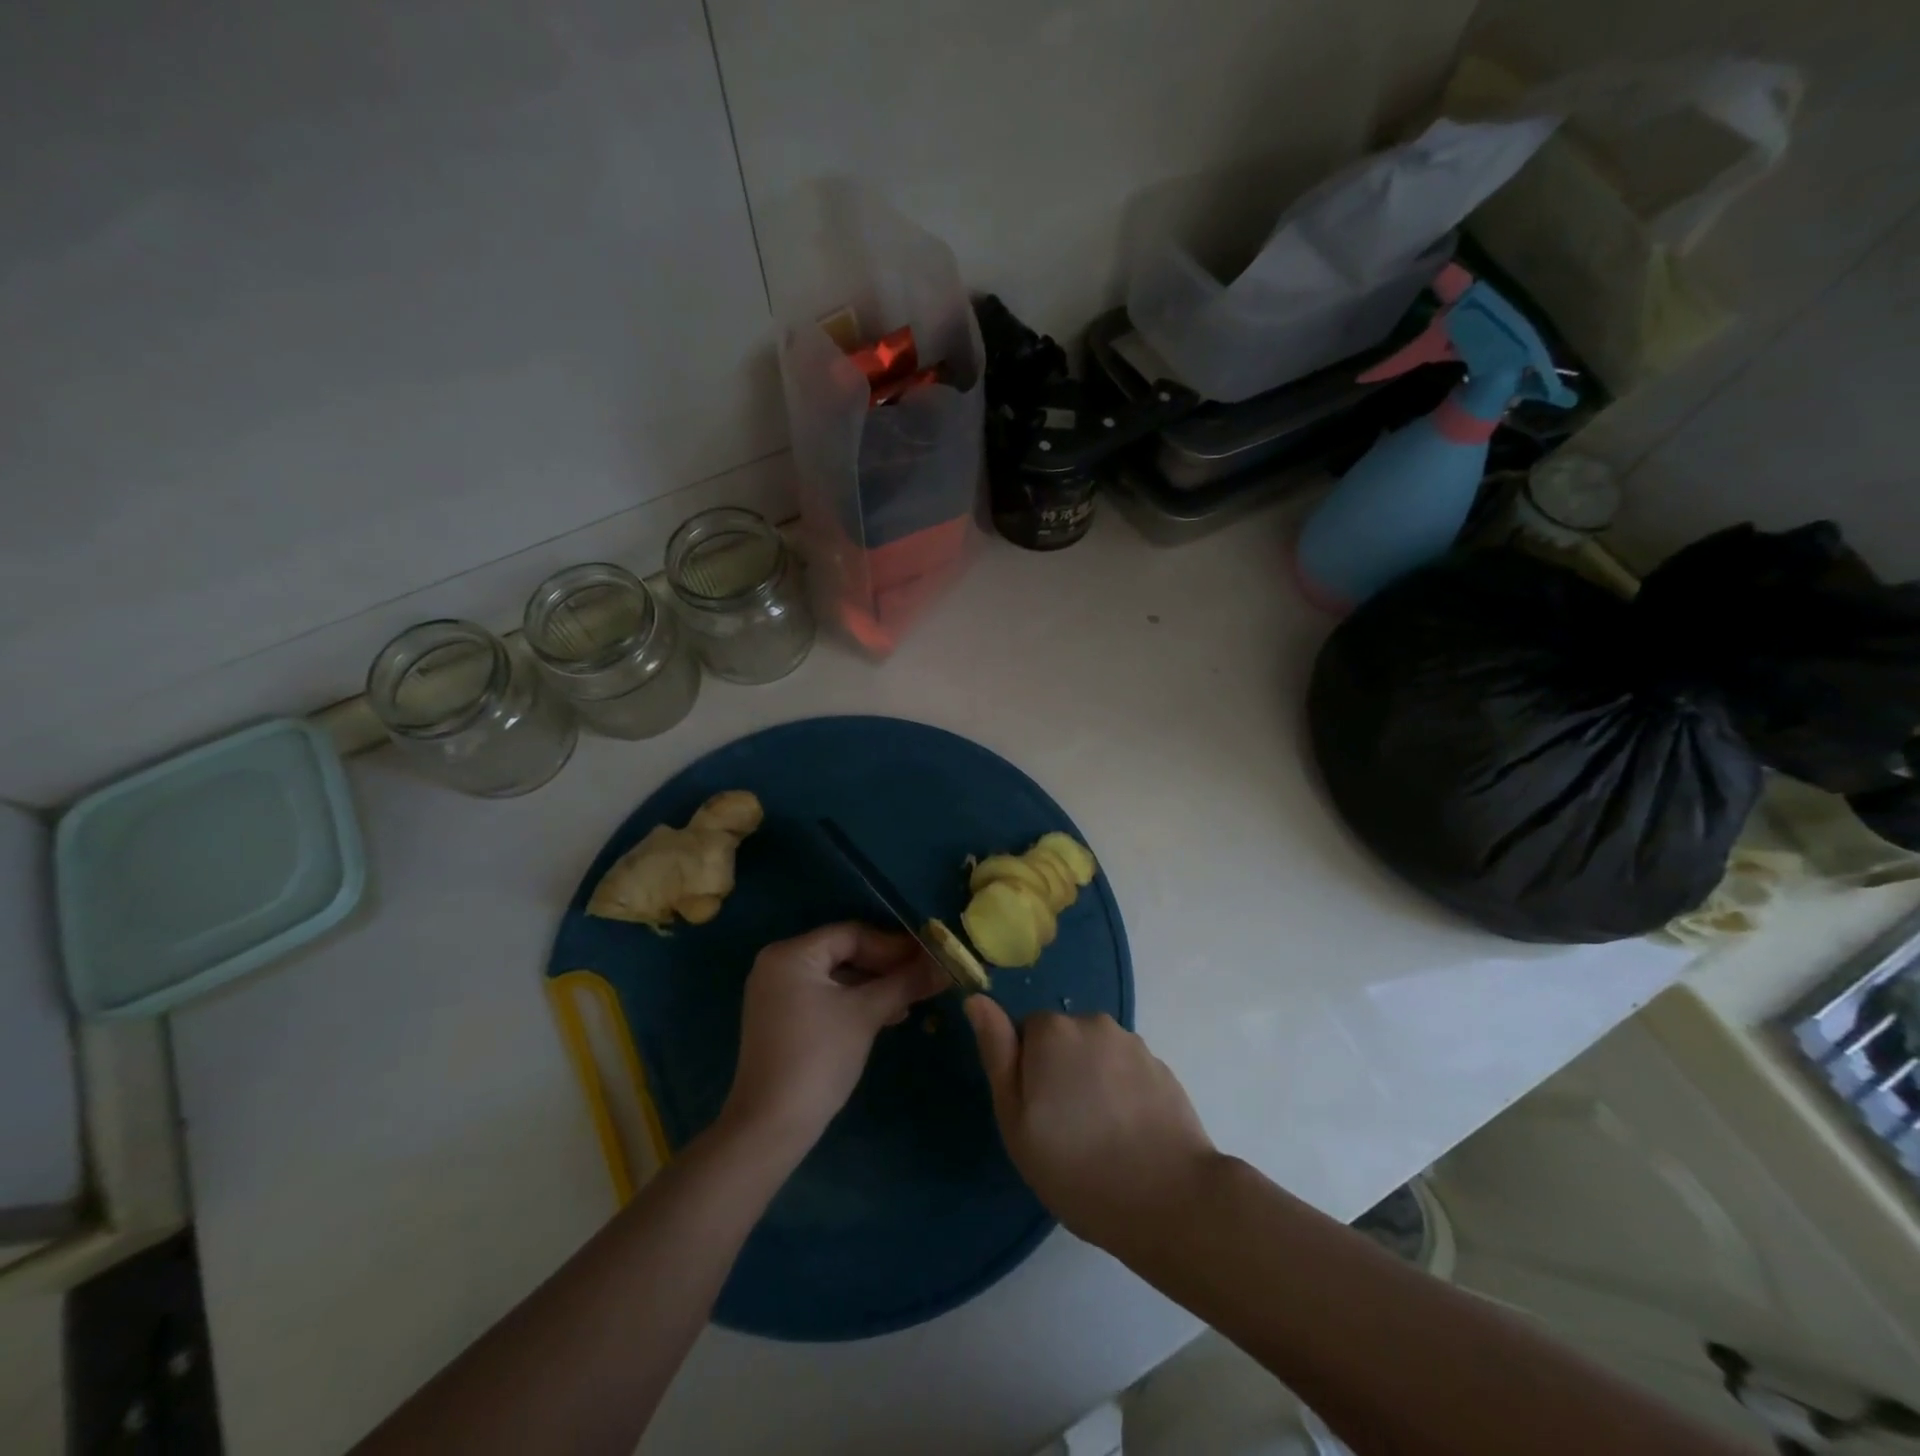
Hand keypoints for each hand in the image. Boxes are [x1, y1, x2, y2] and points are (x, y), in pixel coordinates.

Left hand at [721, 923, 946, 1156]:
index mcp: (791, 954)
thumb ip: (906, 983)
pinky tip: (887, 1014)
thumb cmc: (819, 1058)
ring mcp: (777, 993)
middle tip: (924, 976)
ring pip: (838, 977)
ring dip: (875, 985)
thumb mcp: (866, 1014)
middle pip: (844, 953)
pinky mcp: (783, 1019)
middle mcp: (779, 965)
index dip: (894, 945)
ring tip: (912, 998)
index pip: (852, 934)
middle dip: (887, 966)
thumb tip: (947, 967)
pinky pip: (826, 997)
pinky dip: (856, 1002)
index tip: (929, 957)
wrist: (771, 1127)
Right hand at [965, 999, 1216, 1254]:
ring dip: (1092, 1081)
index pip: (1025, 1034)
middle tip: (1065, 1130)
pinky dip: (1122, 1094)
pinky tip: (1128, 1135)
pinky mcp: (1162, 1068)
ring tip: (1100, 1137)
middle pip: (1062, 1041)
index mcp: (1052, 1031)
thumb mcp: (1016, 1120)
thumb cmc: (1077, 1167)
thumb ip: (997, 1053)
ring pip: (1096, 1055)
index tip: (1036, 1114)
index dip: (1026, 1073)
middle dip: (1059, 1072)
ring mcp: (1133, 1044)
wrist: (1170, 1199)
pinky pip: (1127, 1072)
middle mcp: (1094, 1023)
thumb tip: (977, 999)